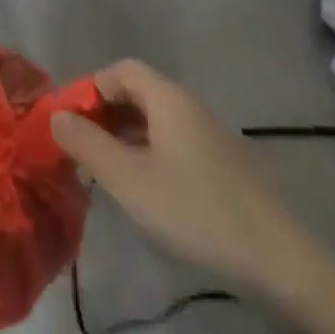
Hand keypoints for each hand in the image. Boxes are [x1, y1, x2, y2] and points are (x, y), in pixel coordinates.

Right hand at [51, 60, 322, 302]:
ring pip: (154, 121)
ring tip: (102, 172)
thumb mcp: (127, 179)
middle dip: (102, 114)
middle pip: (136, 92)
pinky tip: (140, 189)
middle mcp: (191, 108)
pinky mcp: (223, 166)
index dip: (89, 88)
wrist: (278, 263)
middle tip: (79, 149)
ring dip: (122, 136)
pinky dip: (146, 153)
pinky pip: (172, 143)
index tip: (69, 123)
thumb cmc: (194, 211)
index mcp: (169, 100)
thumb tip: (56, 117)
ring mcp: (210, 137)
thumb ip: (86, 144)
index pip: (120, 70)